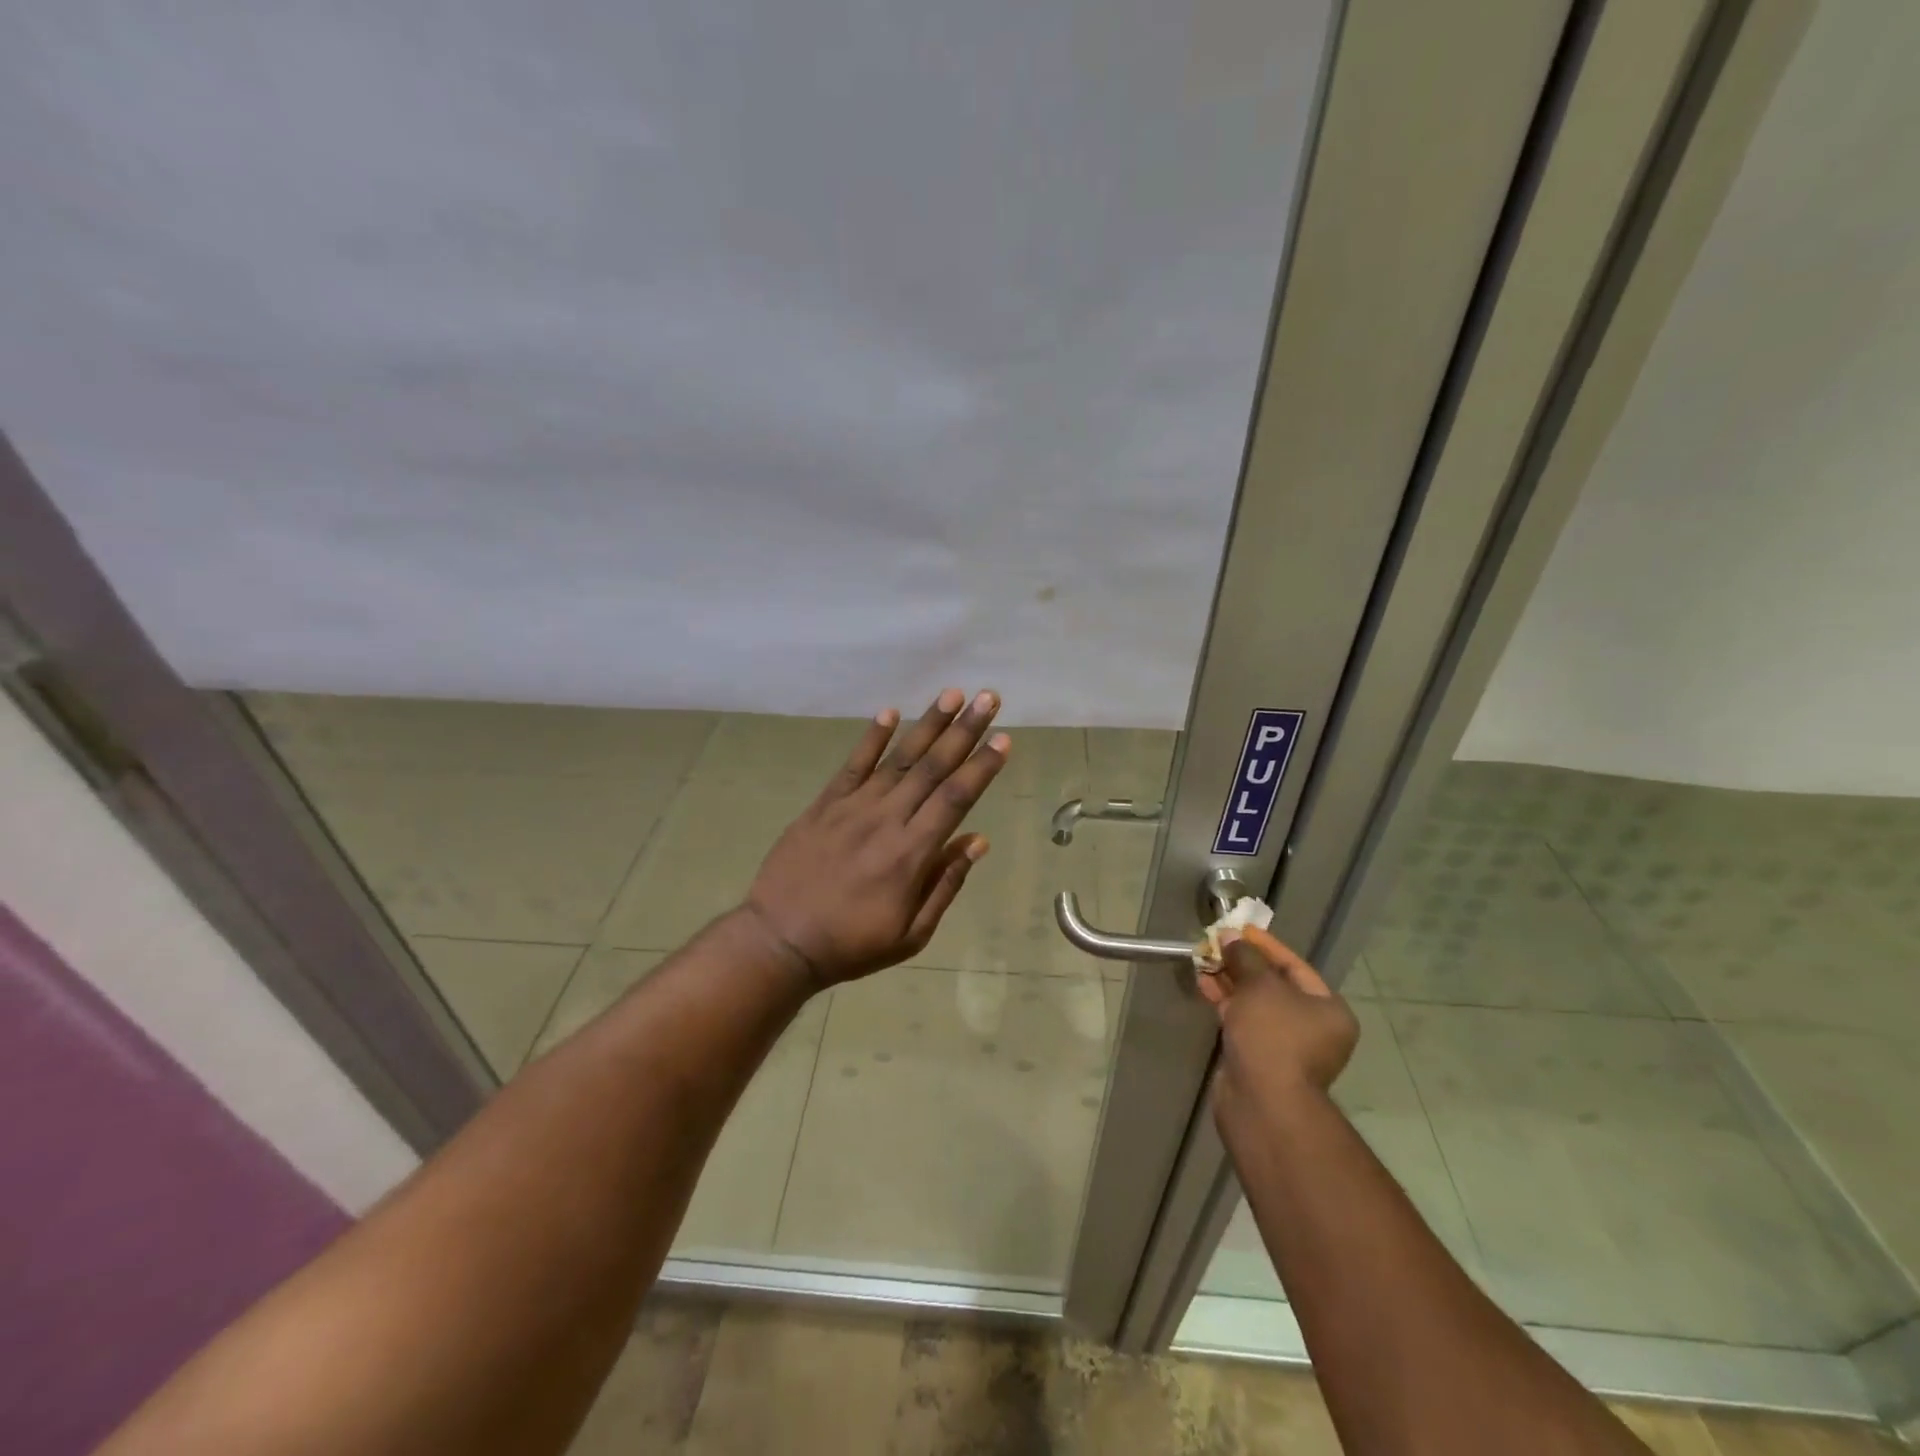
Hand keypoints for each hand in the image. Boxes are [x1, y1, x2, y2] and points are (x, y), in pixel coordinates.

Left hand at [743, 689, 1009, 987]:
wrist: (780, 941)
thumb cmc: (852, 944)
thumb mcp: (911, 934)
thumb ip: (945, 884)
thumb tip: (978, 841)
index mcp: (912, 854)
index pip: (956, 798)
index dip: (982, 766)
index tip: (1003, 738)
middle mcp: (887, 820)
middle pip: (932, 768)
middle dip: (964, 731)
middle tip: (987, 698)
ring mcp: (853, 808)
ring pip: (898, 759)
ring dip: (927, 724)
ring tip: (951, 694)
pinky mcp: (824, 805)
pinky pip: (852, 765)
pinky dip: (872, 738)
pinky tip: (890, 712)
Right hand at [1199, 925, 1358, 1106]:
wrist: (1263, 1101)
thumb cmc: (1273, 1036)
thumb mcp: (1260, 986)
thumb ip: (1245, 957)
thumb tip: (1230, 937)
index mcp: (1328, 1009)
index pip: (1294, 966)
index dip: (1264, 945)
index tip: (1238, 929)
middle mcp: (1313, 1027)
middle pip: (1274, 985)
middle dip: (1242, 963)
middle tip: (1216, 944)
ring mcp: (1285, 1045)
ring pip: (1255, 1003)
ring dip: (1230, 981)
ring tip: (1203, 960)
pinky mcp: (1259, 1058)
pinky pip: (1243, 1021)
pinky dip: (1226, 1003)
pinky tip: (1204, 985)